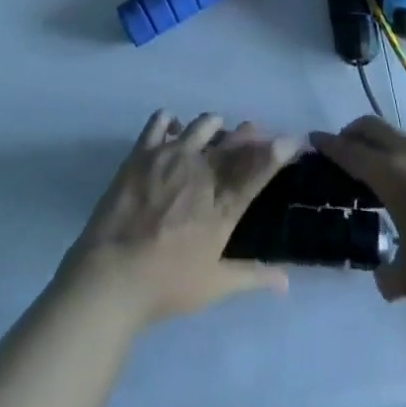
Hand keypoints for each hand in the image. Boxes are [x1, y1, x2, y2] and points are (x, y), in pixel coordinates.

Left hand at [60, 111, 298, 325]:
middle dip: (248, 134)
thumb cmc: (166, 285)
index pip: (260, 168)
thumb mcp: (213, 286)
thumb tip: (286, 283)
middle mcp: (203, 171)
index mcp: (223, 204)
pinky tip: (172, 129)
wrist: (112, 276)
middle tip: (252, 132)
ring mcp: (172, 156)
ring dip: (213, 125)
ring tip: (214, 129)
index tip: (293, 139)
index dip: (280, 150)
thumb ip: (251, 277)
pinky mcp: (143, 152)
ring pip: (202, 125)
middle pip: (234, 142)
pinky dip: (170, 121)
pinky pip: (160, 122)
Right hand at [312, 115, 405, 305]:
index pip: (348, 150)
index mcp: (388, 173)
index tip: (311, 139)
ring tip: (371, 170)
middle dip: (350, 133)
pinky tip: (404, 185)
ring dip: (376, 142)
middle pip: (370, 126)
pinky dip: (398, 154)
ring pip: (393, 134)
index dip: (327, 144)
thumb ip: (387, 276)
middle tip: (339, 152)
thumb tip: (381, 277)